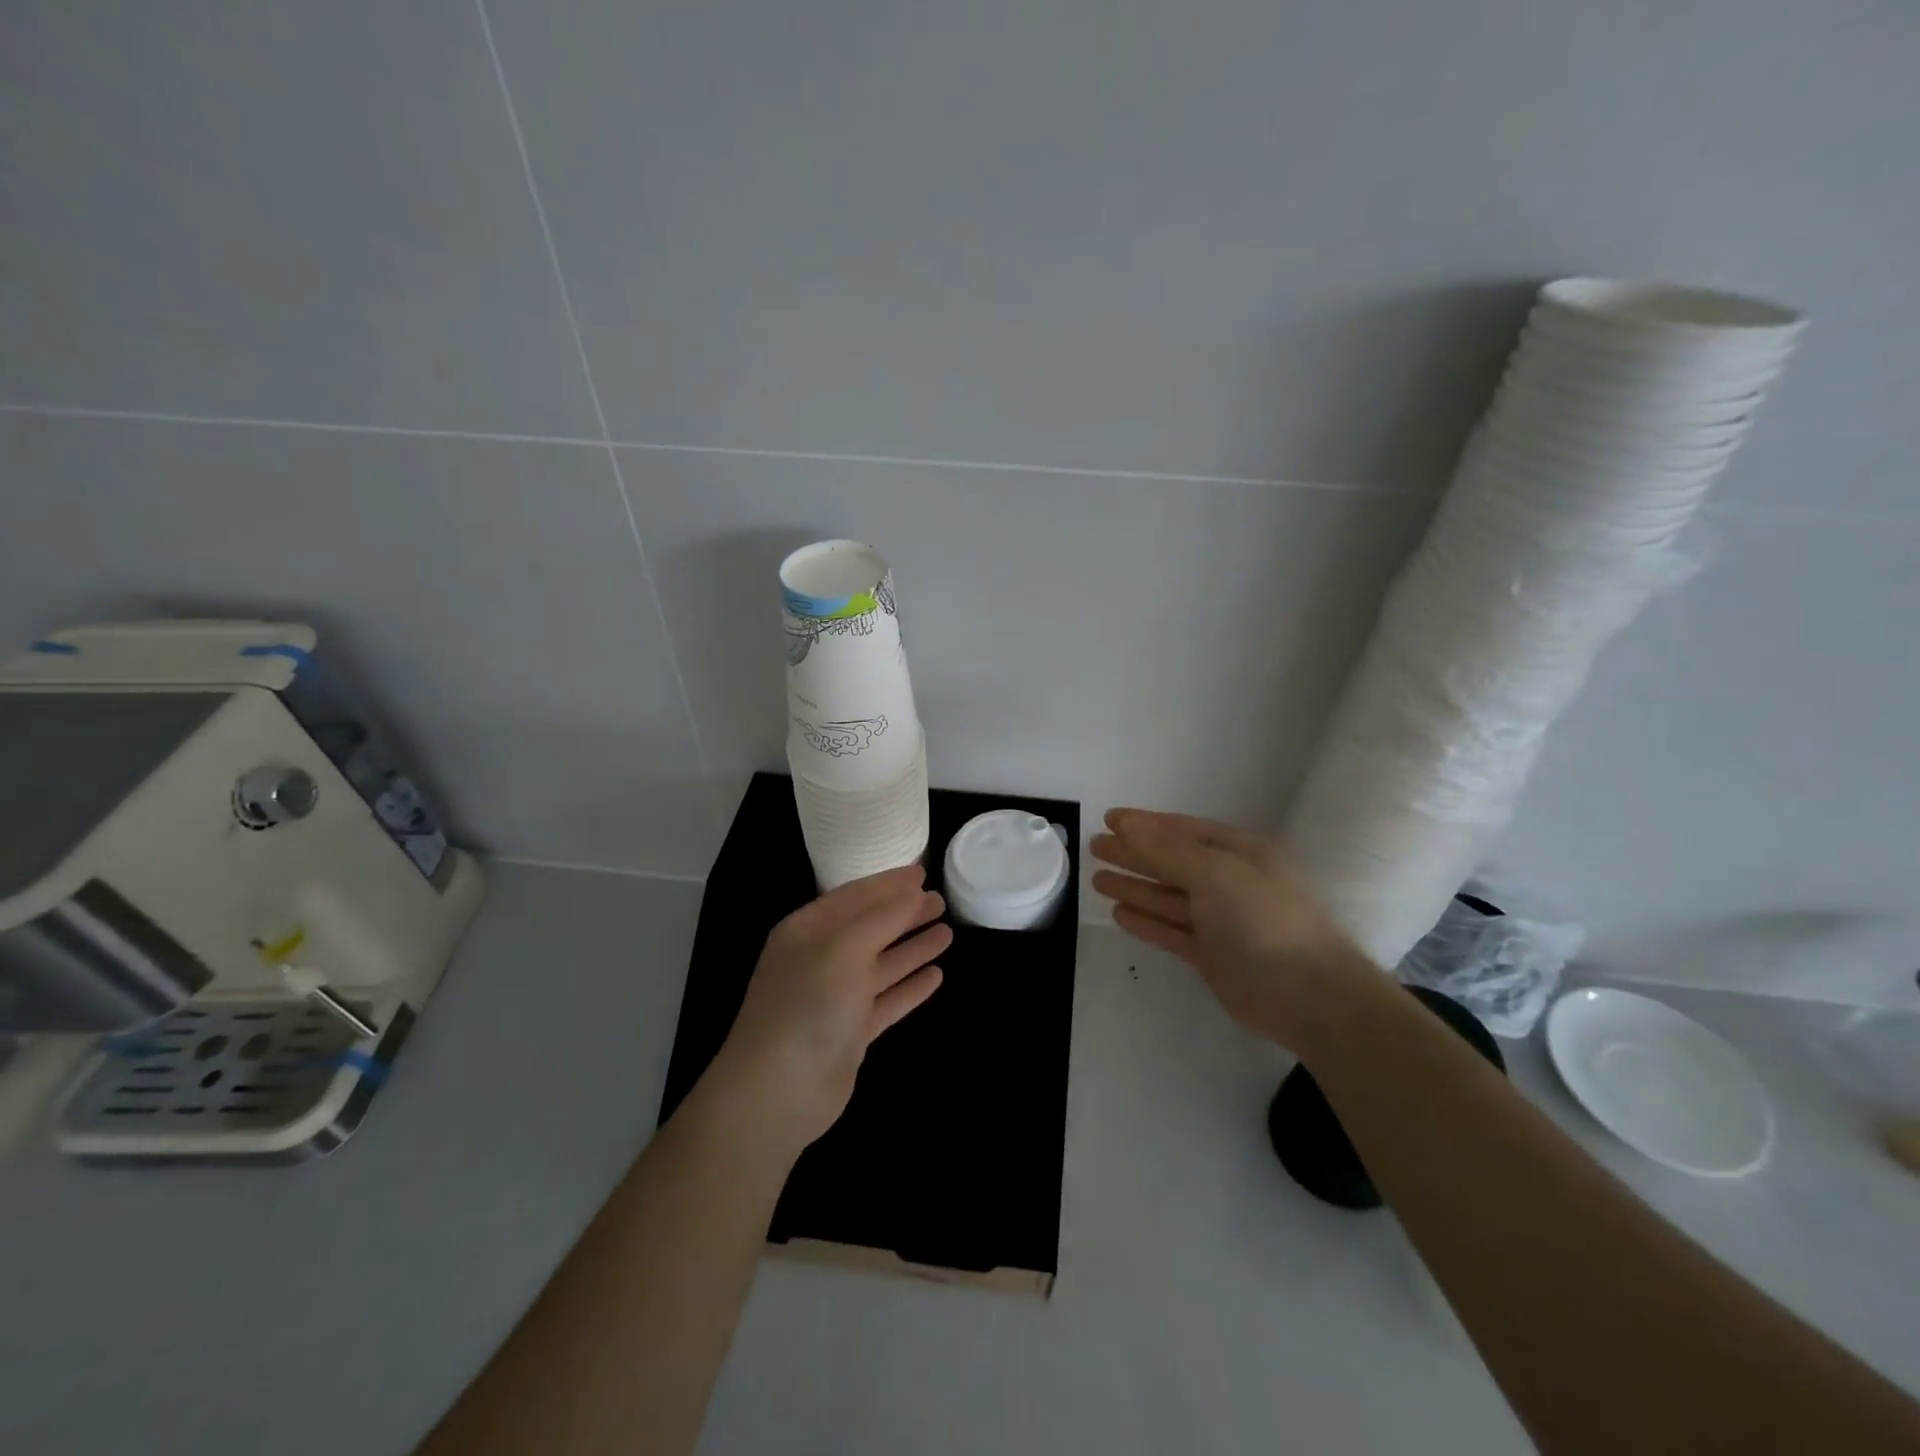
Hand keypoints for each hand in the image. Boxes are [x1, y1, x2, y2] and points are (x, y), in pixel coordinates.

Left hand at [707, 865, 950, 1153]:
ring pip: (881, 964)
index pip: (853, 896)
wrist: (779, 1090)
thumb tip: (914, 893)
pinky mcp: (850, 1033)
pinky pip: (886, 1000)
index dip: (888, 884)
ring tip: (948, 932)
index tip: (922, 873)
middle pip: (870, 928)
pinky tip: (936, 976)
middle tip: (941, 901)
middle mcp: (819, 959)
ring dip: (912, 948)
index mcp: (807, 930)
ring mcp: (834, 998)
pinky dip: (909, 988)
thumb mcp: (845, 948)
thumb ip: (882, 918)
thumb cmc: (808, 1004)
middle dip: (904, 914)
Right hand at [1090, 809, 1374, 1049]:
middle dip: (1133, 854)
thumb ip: (1167, 849)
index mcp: (1237, 853)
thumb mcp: (1215, 874)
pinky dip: (1146, 921)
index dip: (1145, 824)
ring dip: (1134, 886)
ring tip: (1096, 879)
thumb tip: (1127, 823)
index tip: (1109, 819)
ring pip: (1168, 898)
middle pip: (1171, 862)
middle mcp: (1228, 882)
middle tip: (1094, 847)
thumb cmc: (1264, 921)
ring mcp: (1221, 921)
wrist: (1310, 997)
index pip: (1182, 831)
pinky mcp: (1213, 956)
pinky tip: (1119, 913)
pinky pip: (1171, 931)